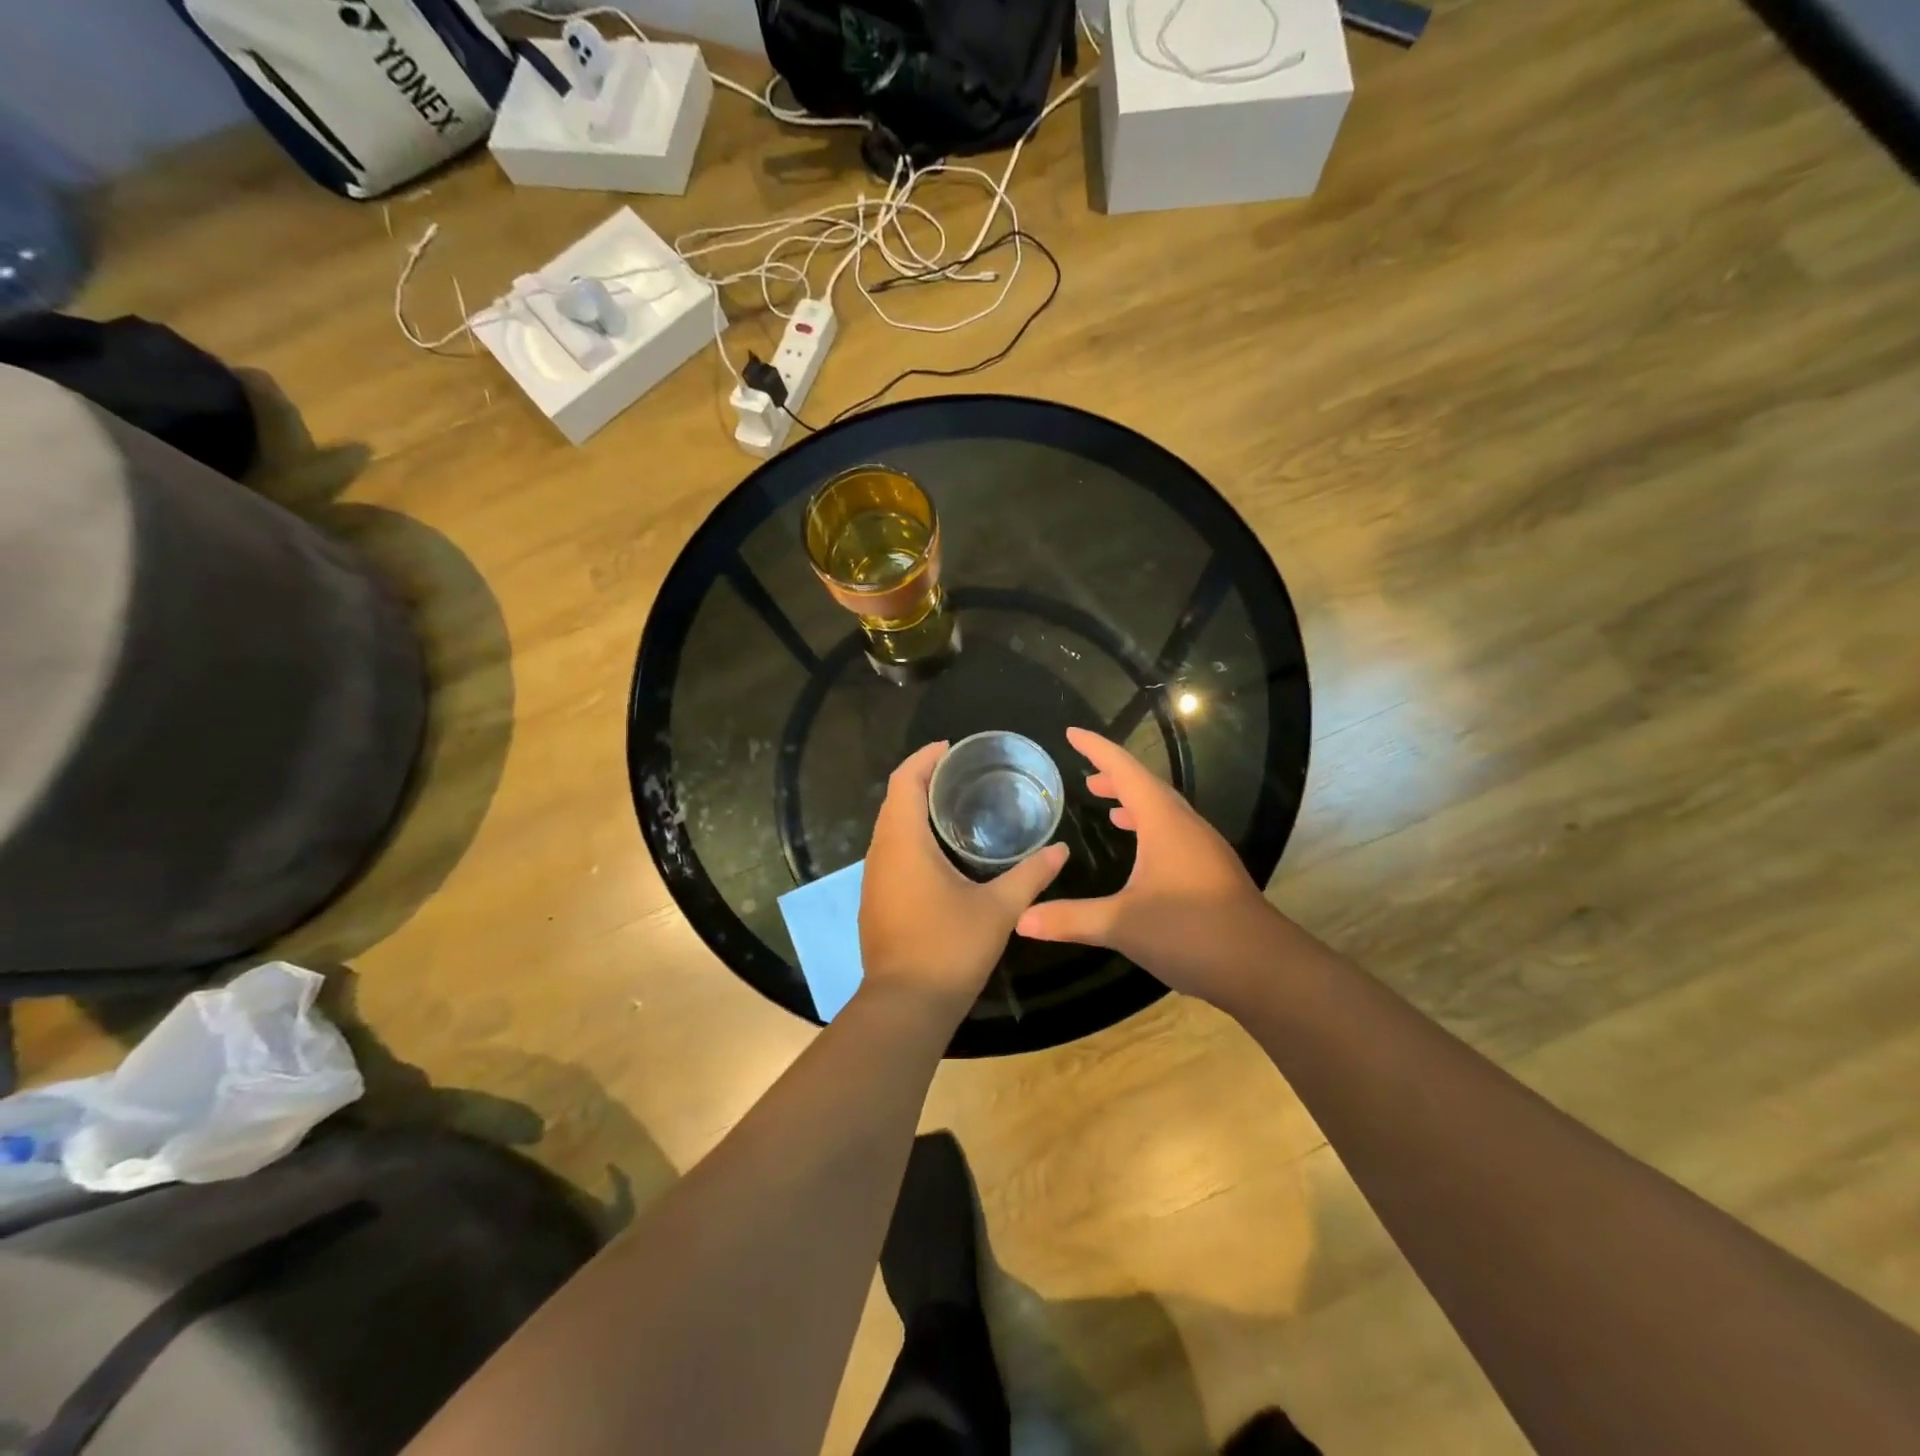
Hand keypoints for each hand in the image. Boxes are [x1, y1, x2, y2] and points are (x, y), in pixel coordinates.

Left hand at [859, 741, 1069, 1021]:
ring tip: (953, 806)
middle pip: (894, 800)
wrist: (905, 1006)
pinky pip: (889, 852)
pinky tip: (939, 853)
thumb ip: (1030, 876)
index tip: (950, 747)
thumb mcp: (998, 909)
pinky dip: (910, 837)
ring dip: (913, 809)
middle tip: (960, 773)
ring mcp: (873, 879)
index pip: (904, 781)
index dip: (924, 758)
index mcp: (903, 842)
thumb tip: (1061, 850)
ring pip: (889, 828)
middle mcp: (880, 853)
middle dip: (921, 779)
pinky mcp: (875, 900)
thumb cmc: (949, 948)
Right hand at [1016, 727, 1277, 1009]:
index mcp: (1164, 822)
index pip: (1126, 771)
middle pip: (1147, 787)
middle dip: (1114, 777)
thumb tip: (1021, 920)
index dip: (1097, 749)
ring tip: (1108, 808)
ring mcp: (1204, 849)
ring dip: (1134, 803)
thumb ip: (1071, 919)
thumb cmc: (1191, 932)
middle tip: (1085, 778)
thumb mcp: (1122, 925)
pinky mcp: (1212, 872)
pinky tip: (1141, 857)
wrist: (1264, 968)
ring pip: (1164, 811)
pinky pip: (1174, 834)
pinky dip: (1150, 829)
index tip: (1071, 734)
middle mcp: (1186, 826)